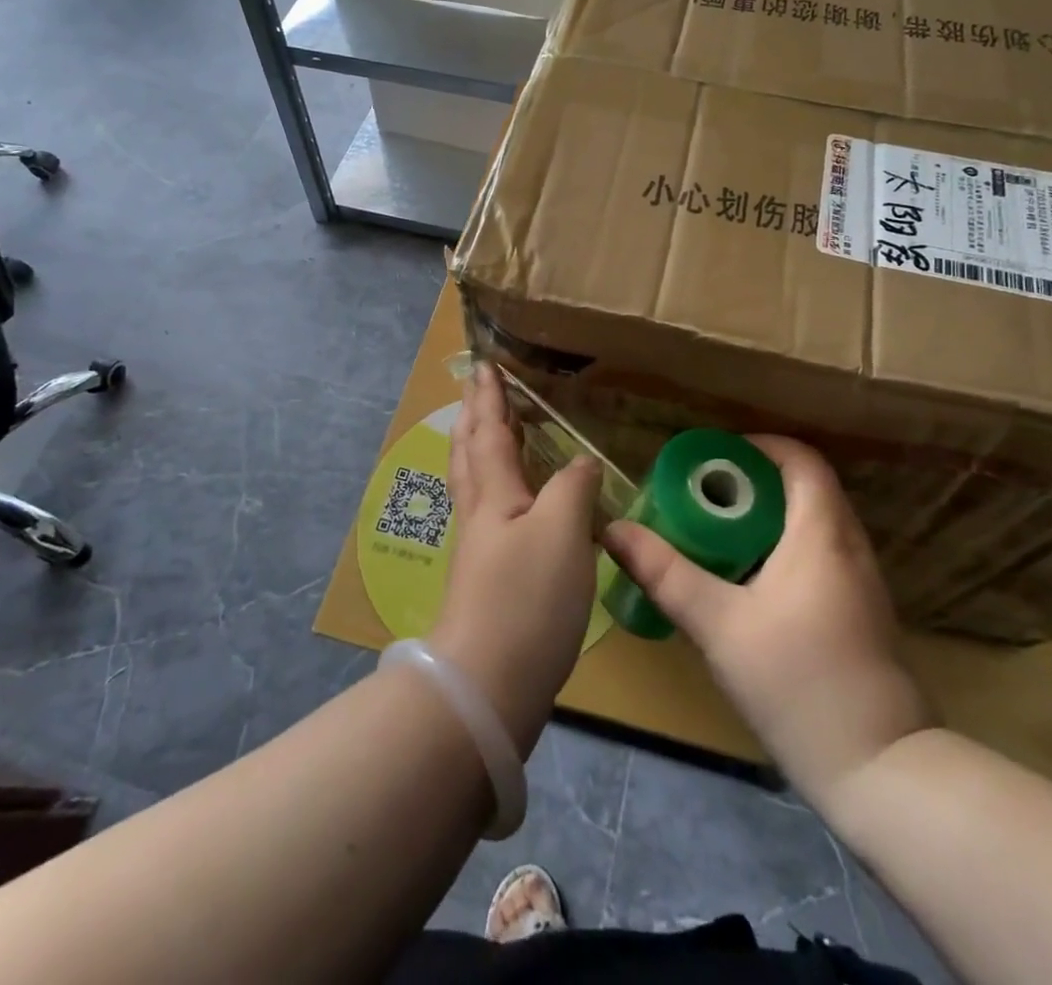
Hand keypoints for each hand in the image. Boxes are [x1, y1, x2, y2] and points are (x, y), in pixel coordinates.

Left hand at [429, 363, 601, 755]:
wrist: (487, 685)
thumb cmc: (526, 599)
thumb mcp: (561, 533)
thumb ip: (572, 488)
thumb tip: (580, 461)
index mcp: (494, 494)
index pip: (489, 432)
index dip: (489, 397)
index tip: (484, 365)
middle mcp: (480, 514)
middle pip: (470, 454)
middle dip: (473, 418)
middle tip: (475, 391)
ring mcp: (478, 549)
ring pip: (473, 483)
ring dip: (476, 449)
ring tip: (483, 432)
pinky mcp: (486, 579)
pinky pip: (486, 513)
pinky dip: (491, 489)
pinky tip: (506, 504)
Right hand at [602, 436, 933, 804]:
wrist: (881, 771)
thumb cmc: (797, 682)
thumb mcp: (718, 625)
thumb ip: (665, 573)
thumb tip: (614, 530)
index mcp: (821, 533)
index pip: (800, 458)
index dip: (756, 447)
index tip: (710, 461)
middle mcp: (849, 545)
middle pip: (802, 487)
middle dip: (749, 483)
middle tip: (699, 500)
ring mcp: (861, 580)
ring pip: (811, 522)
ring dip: (765, 517)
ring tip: (714, 535)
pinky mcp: (860, 611)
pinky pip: (819, 553)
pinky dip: (781, 547)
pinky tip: (747, 580)